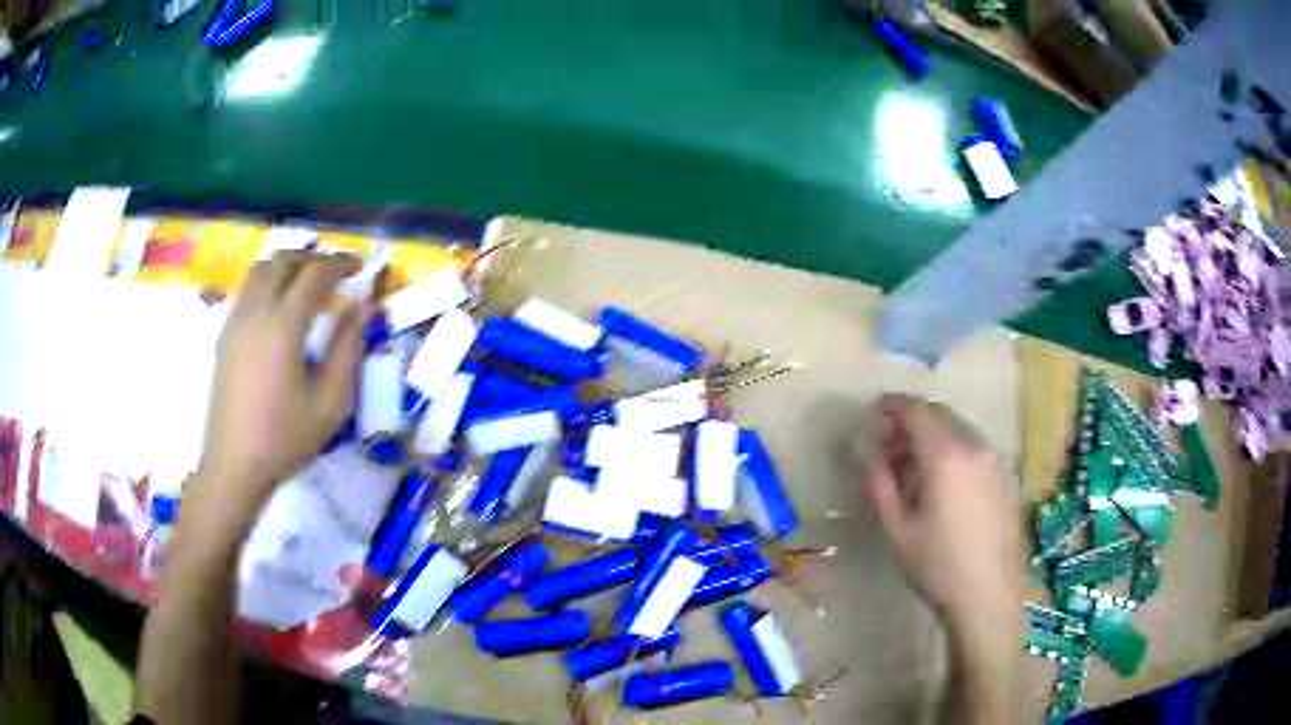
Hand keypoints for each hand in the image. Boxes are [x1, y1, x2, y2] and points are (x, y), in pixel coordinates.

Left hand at [193, 252, 369, 524]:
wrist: (234, 464)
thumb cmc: (285, 438)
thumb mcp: (330, 403)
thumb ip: (348, 350)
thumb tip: (363, 308)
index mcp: (284, 325)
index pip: (316, 273)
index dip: (342, 263)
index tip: (361, 268)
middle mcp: (257, 311)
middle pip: (285, 260)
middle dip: (314, 257)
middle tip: (336, 273)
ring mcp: (236, 320)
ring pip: (261, 268)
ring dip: (288, 265)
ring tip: (306, 282)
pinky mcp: (225, 333)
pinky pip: (247, 288)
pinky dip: (268, 280)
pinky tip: (279, 306)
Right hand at [857, 394, 1021, 633]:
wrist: (987, 595)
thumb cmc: (936, 565)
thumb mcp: (896, 527)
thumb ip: (877, 480)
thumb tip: (862, 445)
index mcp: (946, 455)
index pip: (917, 410)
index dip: (892, 406)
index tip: (873, 413)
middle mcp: (974, 446)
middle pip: (940, 415)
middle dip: (911, 421)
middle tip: (887, 446)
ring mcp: (993, 460)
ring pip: (958, 429)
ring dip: (932, 436)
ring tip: (911, 468)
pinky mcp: (1003, 476)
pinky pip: (973, 447)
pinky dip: (951, 449)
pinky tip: (941, 483)